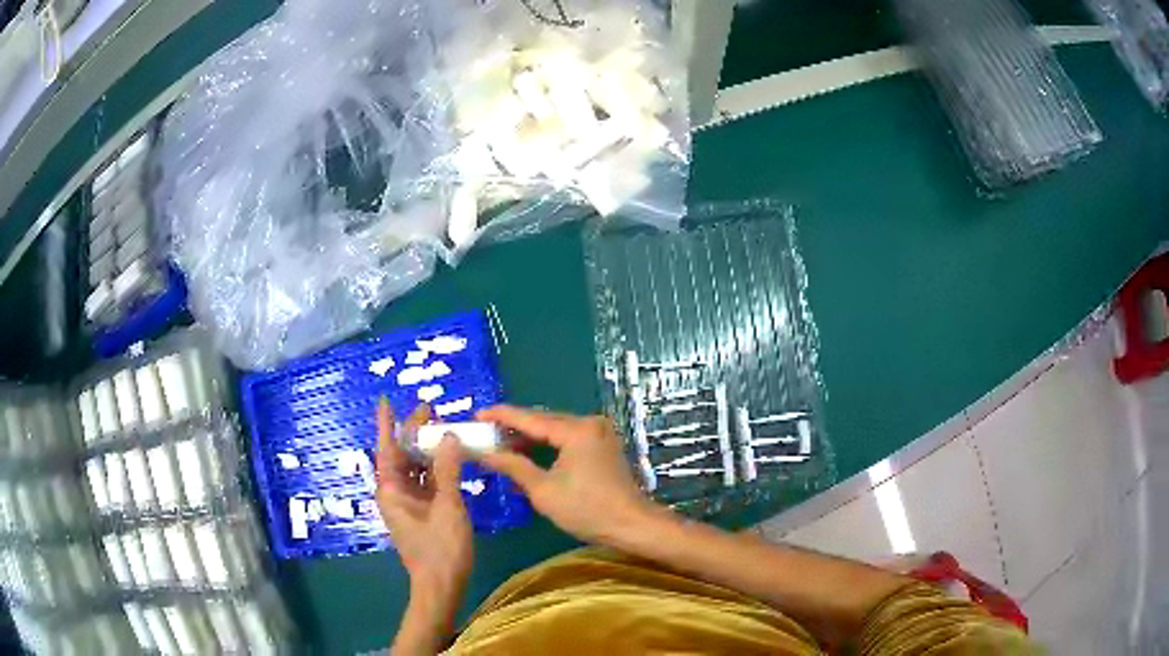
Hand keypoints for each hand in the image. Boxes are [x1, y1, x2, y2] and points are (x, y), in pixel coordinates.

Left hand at [375, 399, 472, 599]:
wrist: (441, 585)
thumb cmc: (440, 548)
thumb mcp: (447, 507)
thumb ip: (447, 471)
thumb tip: (448, 437)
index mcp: (392, 490)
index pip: (387, 448)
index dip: (387, 424)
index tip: (386, 400)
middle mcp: (395, 493)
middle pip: (401, 455)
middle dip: (412, 432)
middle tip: (431, 410)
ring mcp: (408, 504)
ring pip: (413, 468)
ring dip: (425, 449)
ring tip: (443, 428)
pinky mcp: (421, 513)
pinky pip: (425, 482)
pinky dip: (435, 468)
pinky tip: (450, 458)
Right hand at [472, 405, 660, 546]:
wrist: (631, 525)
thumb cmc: (586, 509)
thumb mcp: (543, 490)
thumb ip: (513, 466)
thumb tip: (484, 452)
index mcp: (576, 430)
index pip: (530, 418)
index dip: (501, 416)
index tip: (477, 415)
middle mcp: (590, 423)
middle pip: (544, 420)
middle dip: (514, 427)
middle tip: (485, 432)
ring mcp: (599, 434)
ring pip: (556, 430)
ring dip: (530, 437)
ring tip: (501, 444)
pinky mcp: (603, 446)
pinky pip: (568, 439)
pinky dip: (548, 446)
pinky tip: (529, 454)